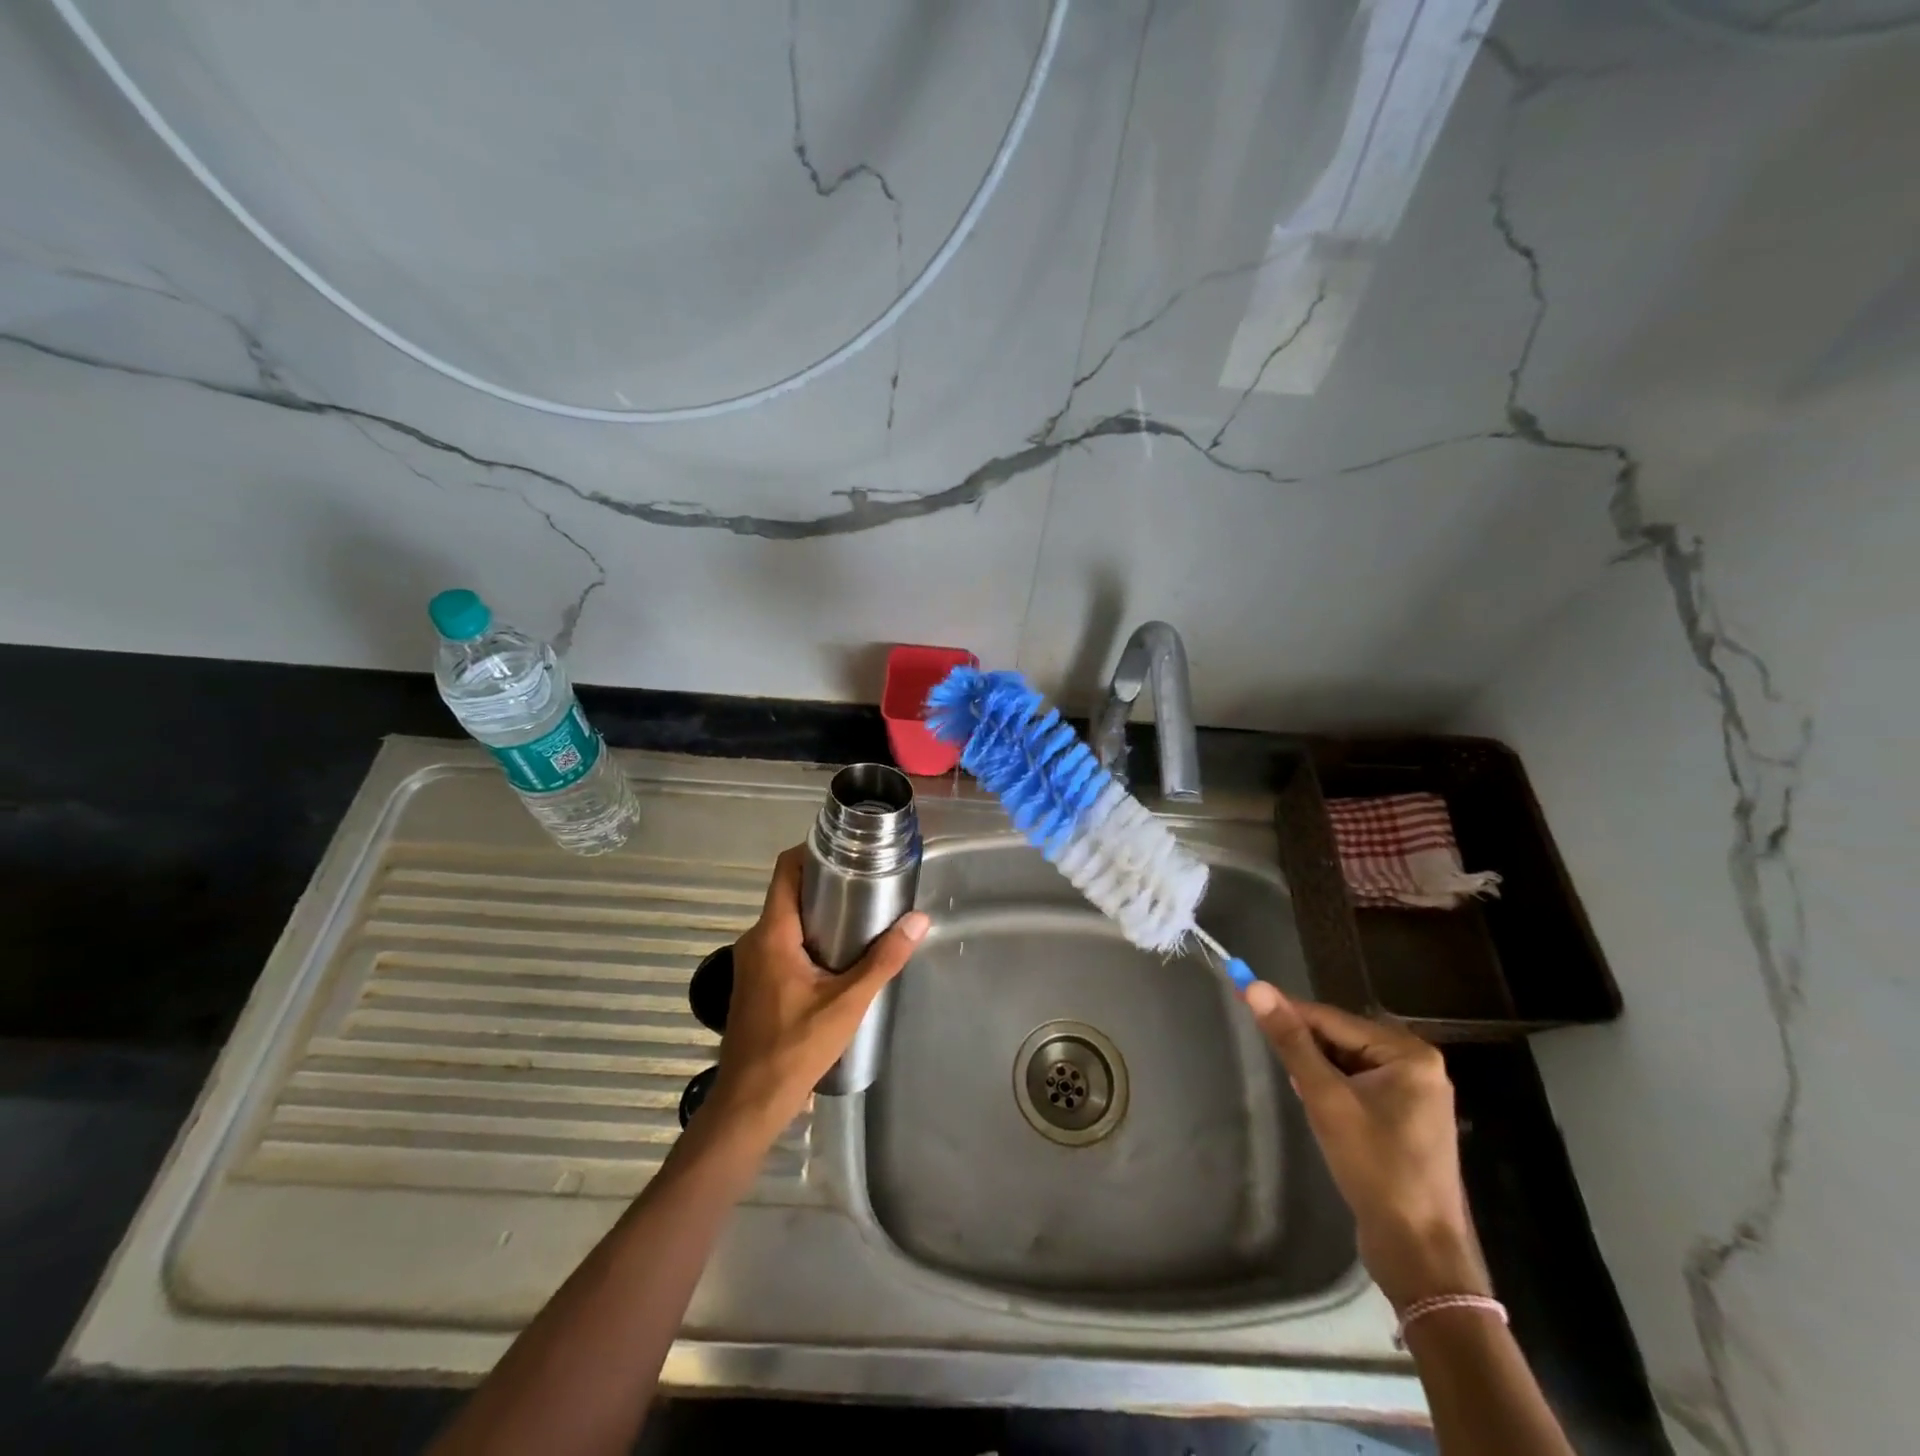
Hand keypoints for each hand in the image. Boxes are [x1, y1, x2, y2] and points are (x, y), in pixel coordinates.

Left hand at [706, 846, 928, 1145]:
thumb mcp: (847, 1003)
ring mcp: (751, 962)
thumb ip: (883, 961)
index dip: (812, 851)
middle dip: (826, 883)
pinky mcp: (755, 982)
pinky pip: (782, 943)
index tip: (847, 849)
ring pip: (786, 921)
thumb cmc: (795, 1048)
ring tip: (861, 916)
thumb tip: (918, 920)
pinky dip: (808, 938)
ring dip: (819, 913)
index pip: (785, 870)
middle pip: (789, 893)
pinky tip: (837, 956)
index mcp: (772, 933)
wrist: (749, 1103)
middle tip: (867, 882)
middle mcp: (755, 939)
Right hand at [1242, 982, 1489, 1310]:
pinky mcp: (1407, 1119)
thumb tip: (1255, 987)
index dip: (1288, 1011)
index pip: (1333, 1018)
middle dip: (1307, 1048)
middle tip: (1277, 1061)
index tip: (1245, 997)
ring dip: (1319, 1070)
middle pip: (1343, 1038)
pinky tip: (1319, 1107)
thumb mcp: (1325, 1098)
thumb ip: (1291, 1041)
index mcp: (1409, 1053)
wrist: (1419, 1252)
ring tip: (1300, 1092)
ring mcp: (1416, 1094)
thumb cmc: (1375, 1167)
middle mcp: (1418, 1065)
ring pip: (1348, 1062)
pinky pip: (1360, 1085)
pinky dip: (1335, 1089)